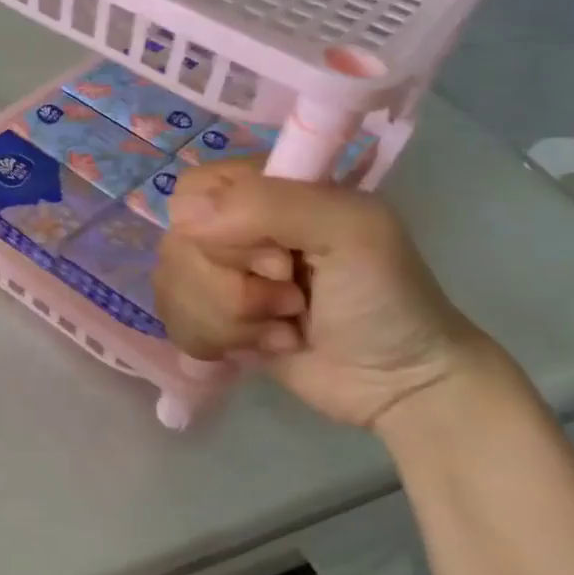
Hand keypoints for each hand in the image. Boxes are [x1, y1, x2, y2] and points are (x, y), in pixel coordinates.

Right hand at [154, 159, 501, 429]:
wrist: (401, 385)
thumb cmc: (386, 296)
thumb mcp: (350, 230)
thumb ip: (269, 205)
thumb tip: (185, 220)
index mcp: (263, 190)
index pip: (192, 191)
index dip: (221, 231)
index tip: (280, 260)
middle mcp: (232, 227)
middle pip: (178, 245)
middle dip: (232, 288)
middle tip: (293, 299)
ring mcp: (219, 274)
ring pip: (172, 287)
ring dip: (231, 320)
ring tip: (286, 327)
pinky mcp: (211, 318)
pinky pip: (174, 320)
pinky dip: (220, 342)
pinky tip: (267, 346)